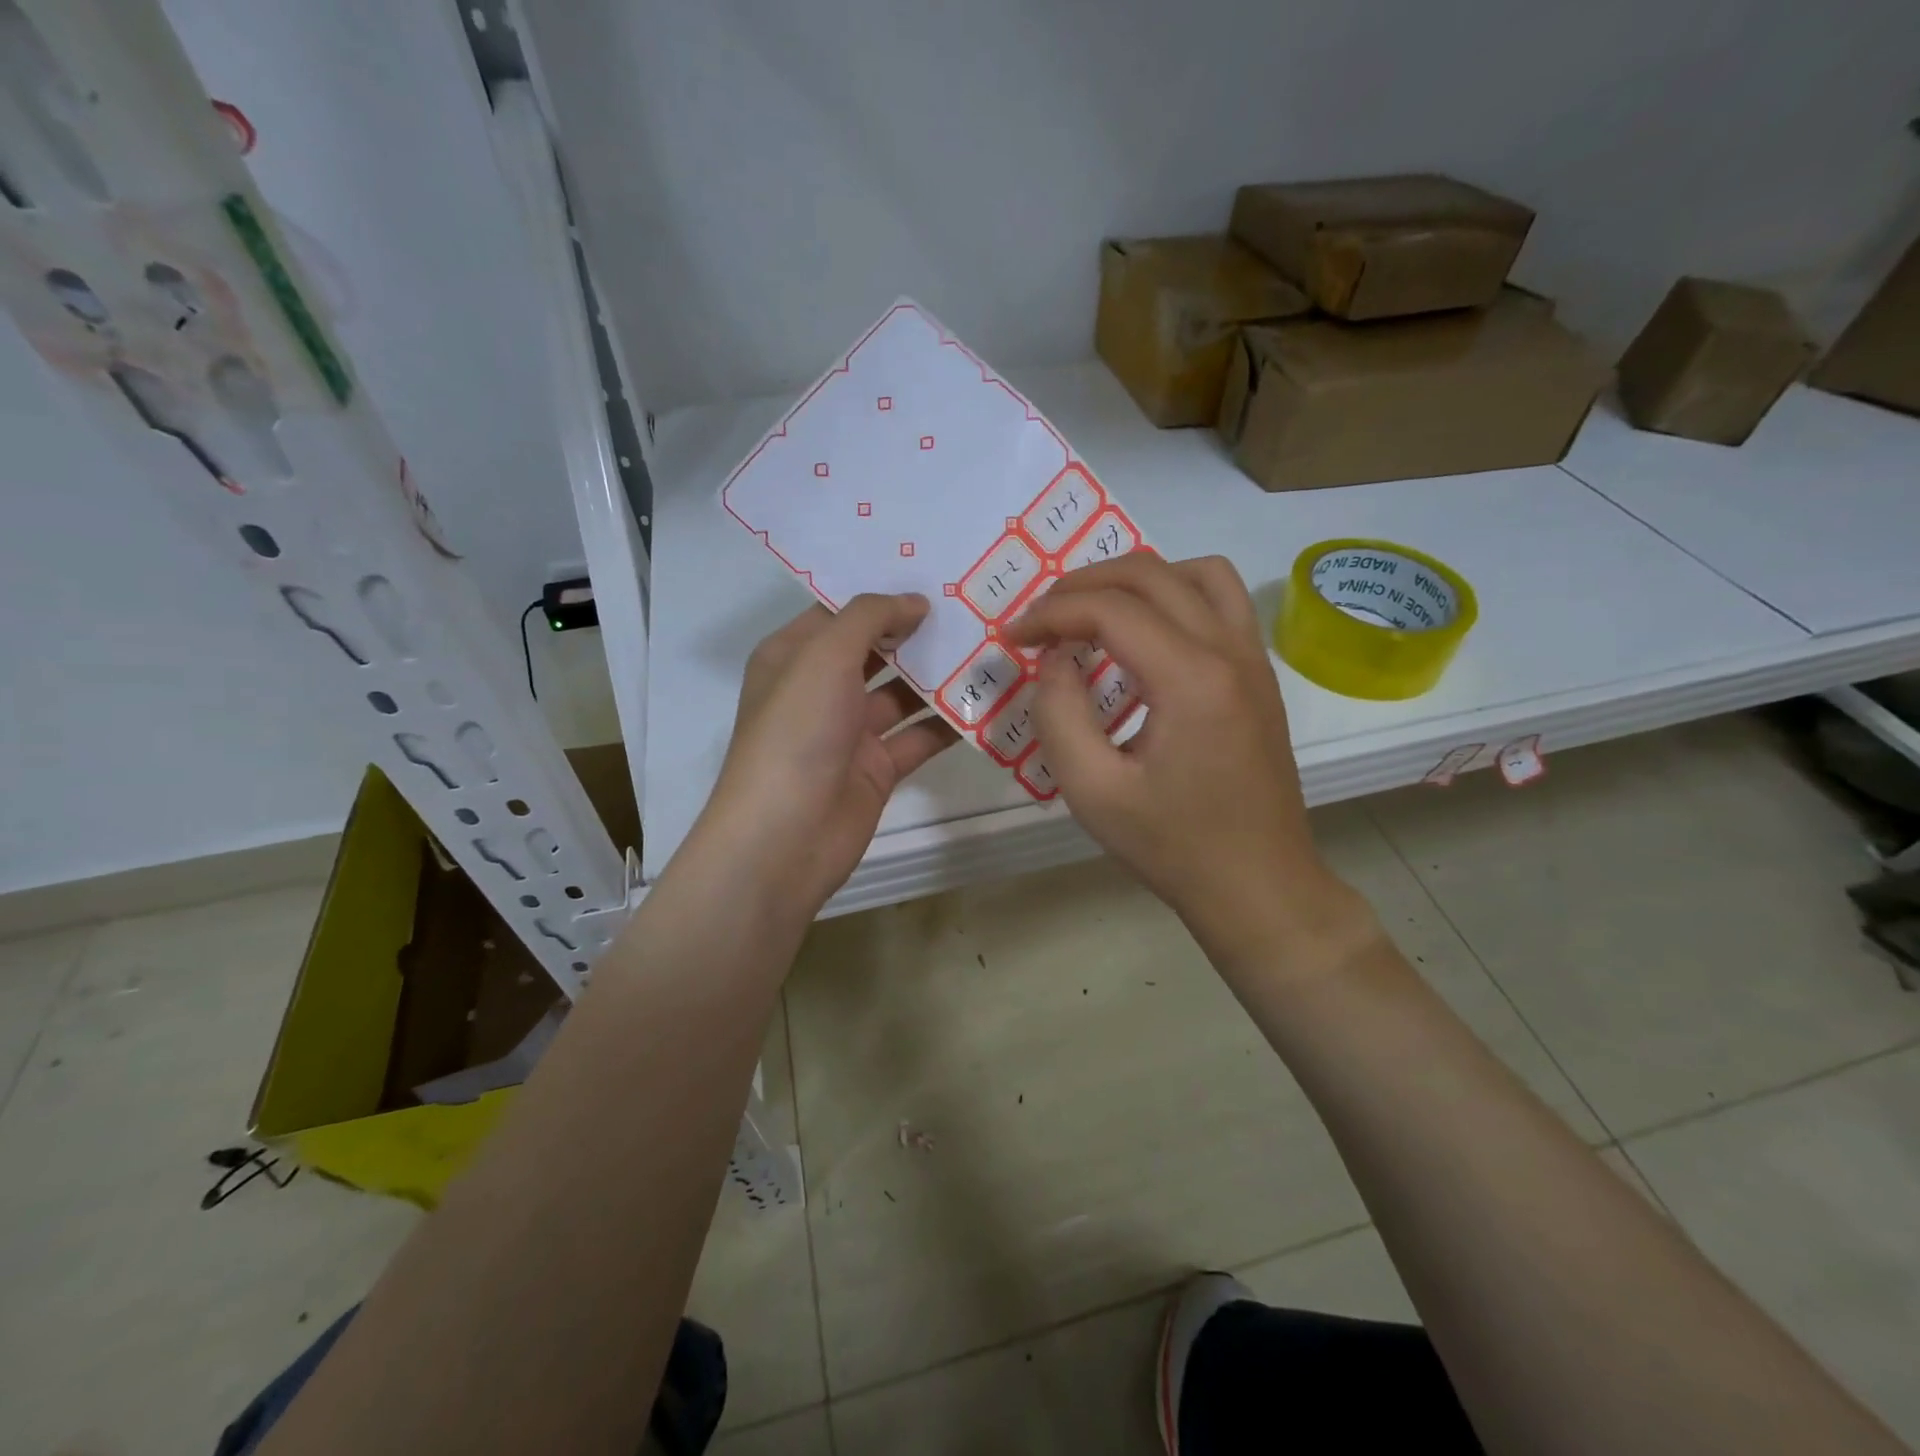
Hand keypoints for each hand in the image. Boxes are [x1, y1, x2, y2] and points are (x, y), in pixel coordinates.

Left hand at [688, 594, 957, 918]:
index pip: (840, 611)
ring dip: (940, 674)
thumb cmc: (796, 733)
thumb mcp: (824, 657)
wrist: (785, 837)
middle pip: (876, 650)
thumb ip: (870, 618)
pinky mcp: (877, 768)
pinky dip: (949, 721)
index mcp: (793, 656)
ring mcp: (850, 731)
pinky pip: (919, 736)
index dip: (882, 591)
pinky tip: (989, 699)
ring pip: (902, 693)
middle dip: (918, 630)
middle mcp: (820, 689)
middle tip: (973, 603)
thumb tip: (915, 601)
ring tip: (990, 644)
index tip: (935, 570)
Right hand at [1006, 554, 1367, 972]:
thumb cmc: (1173, 846)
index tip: (1013, 638)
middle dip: (1083, 584)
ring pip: (1196, 572)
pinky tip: (1144, 636)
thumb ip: (1059, 714)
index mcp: (1191, 679)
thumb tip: (1055, 659)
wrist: (1259, 885)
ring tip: (1094, 613)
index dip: (1050, 614)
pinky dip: (1174, 595)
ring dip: (1136, 579)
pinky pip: (1221, 601)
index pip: (1110, 609)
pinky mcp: (1260, 674)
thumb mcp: (1093, 791)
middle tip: (1042, 618)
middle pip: (1151, 573)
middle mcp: (1229, 650)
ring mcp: (1253, 658)